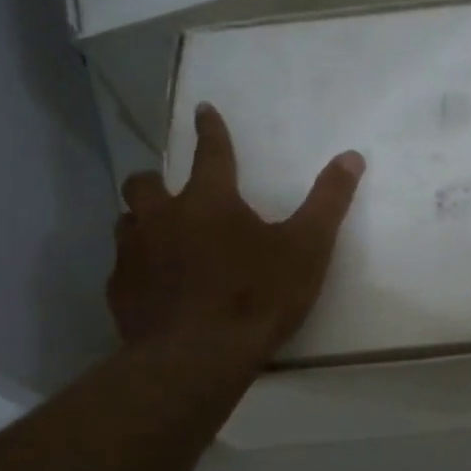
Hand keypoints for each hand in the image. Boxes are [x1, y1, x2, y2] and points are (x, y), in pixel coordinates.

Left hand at [109, 103, 364, 362]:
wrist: (197, 359)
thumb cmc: (257, 296)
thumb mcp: (307, 248)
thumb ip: (328, 201)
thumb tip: (351, 156)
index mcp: (209, 201)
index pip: (211, 152)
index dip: (210, 129)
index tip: (203, 110)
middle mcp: (163, 218)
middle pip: (145, 183)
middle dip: (155, 179)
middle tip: (170, 190)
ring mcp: (134, 255)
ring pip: (126, 223)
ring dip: (141, 222)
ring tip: (159, 236)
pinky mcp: (120, 293)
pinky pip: (121, 269)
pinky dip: (136, 268)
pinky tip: (152, 286)